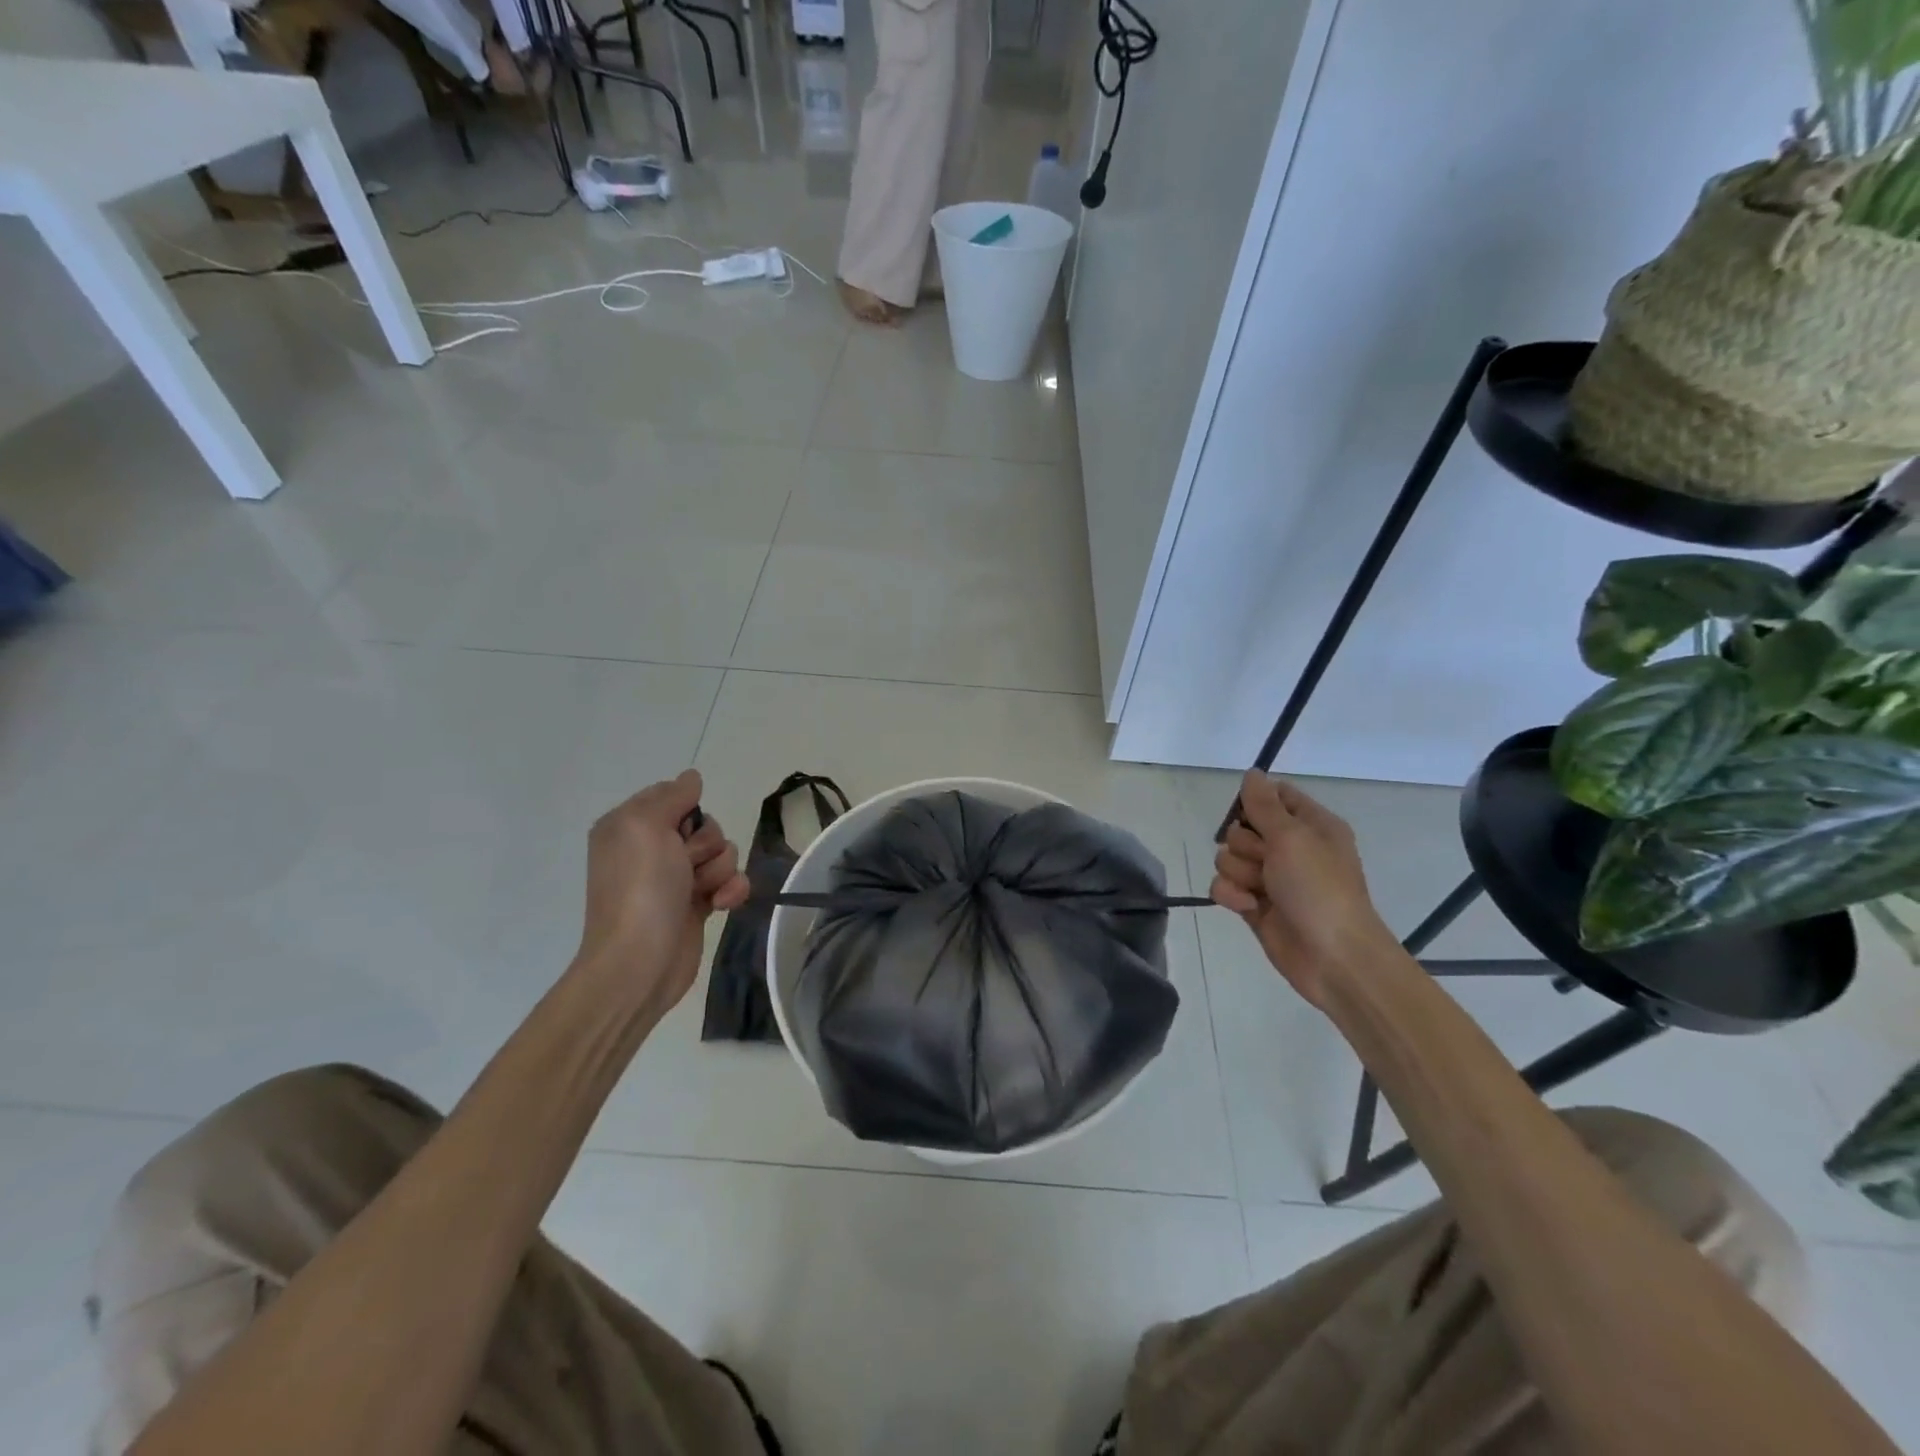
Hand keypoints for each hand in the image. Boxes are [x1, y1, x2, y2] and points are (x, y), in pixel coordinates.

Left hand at [575, 770, 749, 1016]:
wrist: (641, 962)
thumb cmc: (641, 889)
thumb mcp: (645, 826)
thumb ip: (672, 795)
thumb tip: (691, 777)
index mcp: (630, 825)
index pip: (675, 796)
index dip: (687, 811)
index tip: (679, 830)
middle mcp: (651, 848)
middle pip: (705, 824)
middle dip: (707, 843)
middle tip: (686, 864)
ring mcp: (676, 877)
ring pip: (723, 852)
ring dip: (720, 869)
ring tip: (703, 891)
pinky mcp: (698, 903)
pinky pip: (731, 881)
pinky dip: (732, 890)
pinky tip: (722, 905)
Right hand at [1210, 770, 1398, 1007]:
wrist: (1333, 958)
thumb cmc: (1320, 889)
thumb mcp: (1293, 837)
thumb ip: (1265, 804)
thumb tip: (1252, 773)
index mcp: (1311, 825)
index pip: (1273, 795)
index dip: (1255, 803)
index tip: (1253, 816)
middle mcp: (1290, 848)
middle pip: (1241, 828)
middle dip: (1245, 845)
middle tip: (1266, 860)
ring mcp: (1270, 878)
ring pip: (1228, 858)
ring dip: (1238, 872)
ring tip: (1259, 889)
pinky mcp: (1254, 905)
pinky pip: (1223, 886)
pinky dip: (1231, 895)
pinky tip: (1248, 907)